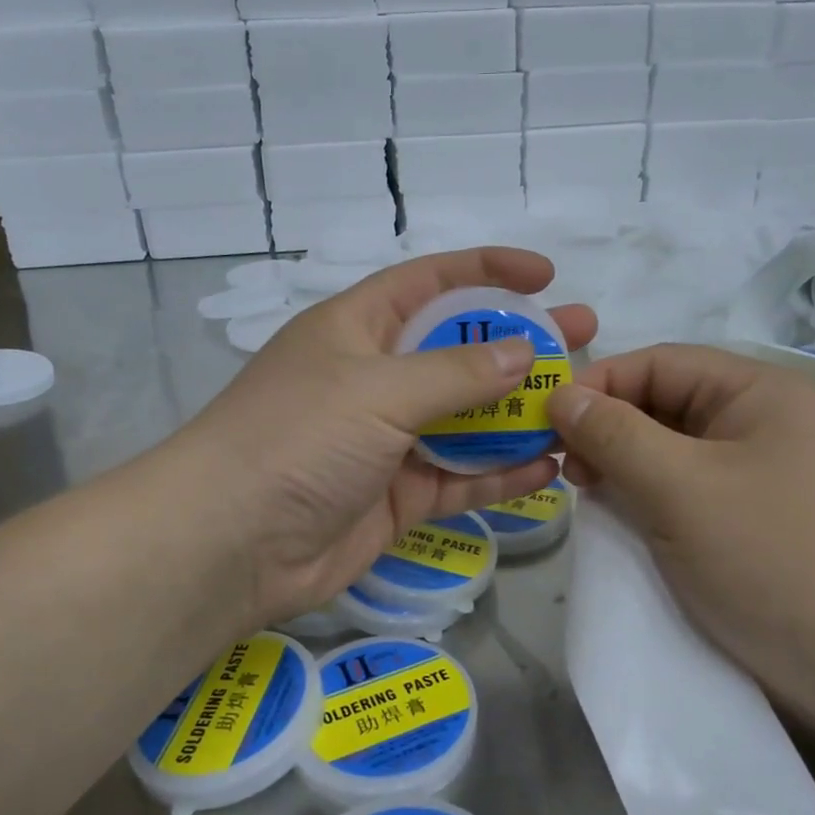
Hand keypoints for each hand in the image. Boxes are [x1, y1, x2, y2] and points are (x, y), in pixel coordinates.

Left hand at [171, 248, 595, 627]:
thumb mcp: (379, 388)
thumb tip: (523, 353)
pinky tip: (549, 468)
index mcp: (357, 328)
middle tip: (582, 340)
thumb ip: (457, 373)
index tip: (544, 275)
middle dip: (519, 345)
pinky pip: (459, 479)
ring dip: (518, 414)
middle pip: (459, 352)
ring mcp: (387, 441)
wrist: (231, 542)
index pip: (431, 282)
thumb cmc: (299, 437)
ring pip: (465, 420)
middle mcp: (374, 378)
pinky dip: (501, 475)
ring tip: (579, 406)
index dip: (486, 271)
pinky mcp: (396, 497)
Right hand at [549, 344, 814, 669]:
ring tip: (586, 492)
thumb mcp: (679, 487)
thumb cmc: (769, 557)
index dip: (598, 384)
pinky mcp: (748, 516)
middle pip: (663, 402)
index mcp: (758, 392)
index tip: (545, 422)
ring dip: (621, 463)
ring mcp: (757, 471)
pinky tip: (619, 514)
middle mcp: (760, 421)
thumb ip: (613, 435)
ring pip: (668, 448)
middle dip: (607, 427)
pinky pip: (682, 487)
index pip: (659, 363)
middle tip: (564, 467)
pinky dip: (645, 493)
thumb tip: (559, 395)